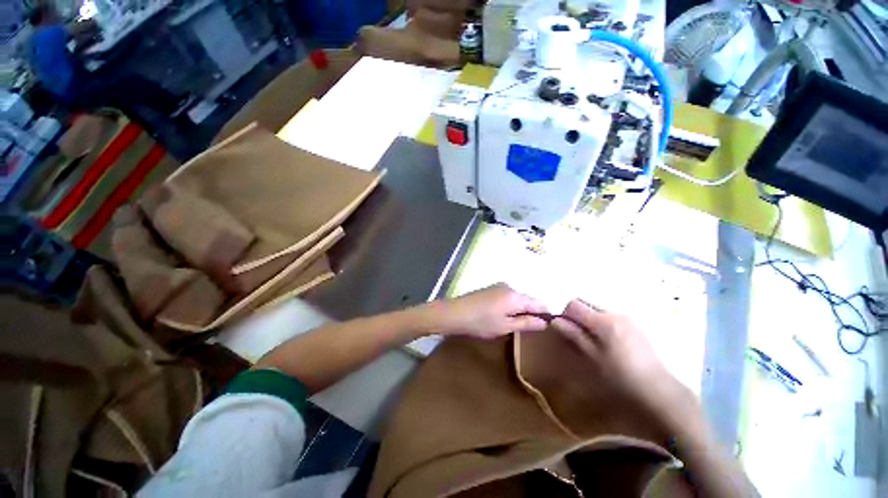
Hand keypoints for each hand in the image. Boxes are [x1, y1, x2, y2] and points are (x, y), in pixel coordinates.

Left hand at [421, 284, 549, 338]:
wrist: (454, 313)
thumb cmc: (481, 322)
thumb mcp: (506, 326)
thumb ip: (527, 323)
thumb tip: (545, 322)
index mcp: (516, 296)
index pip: (539, 303)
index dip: (545, 315)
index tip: (547, 328)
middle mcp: (510, 287)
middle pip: (528, 299)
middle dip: (531, 313)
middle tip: (528, 330)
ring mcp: (499, 286)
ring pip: (517, 298)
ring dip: (520, 310)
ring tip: (514, 325)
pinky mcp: (491, 289)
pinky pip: (508, 297)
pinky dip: (510, 306)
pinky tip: (503, 316)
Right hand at [550, 300, 699, 435]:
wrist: (659, 389)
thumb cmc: (621, 376)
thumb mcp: (593, 358)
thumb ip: (575, 336)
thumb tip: (556, 321)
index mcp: (604, 321)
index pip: (574, 304)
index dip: (565, 314)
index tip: (565, 330)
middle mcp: (615, 313)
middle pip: (586, 303)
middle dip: (577, 315)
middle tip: (577, 335)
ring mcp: (627, 318)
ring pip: (597, 309)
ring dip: (589, 320)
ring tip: (593, 341)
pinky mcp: (634, 324)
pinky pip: (610, 316)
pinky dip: (602, 324)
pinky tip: (608, 343)